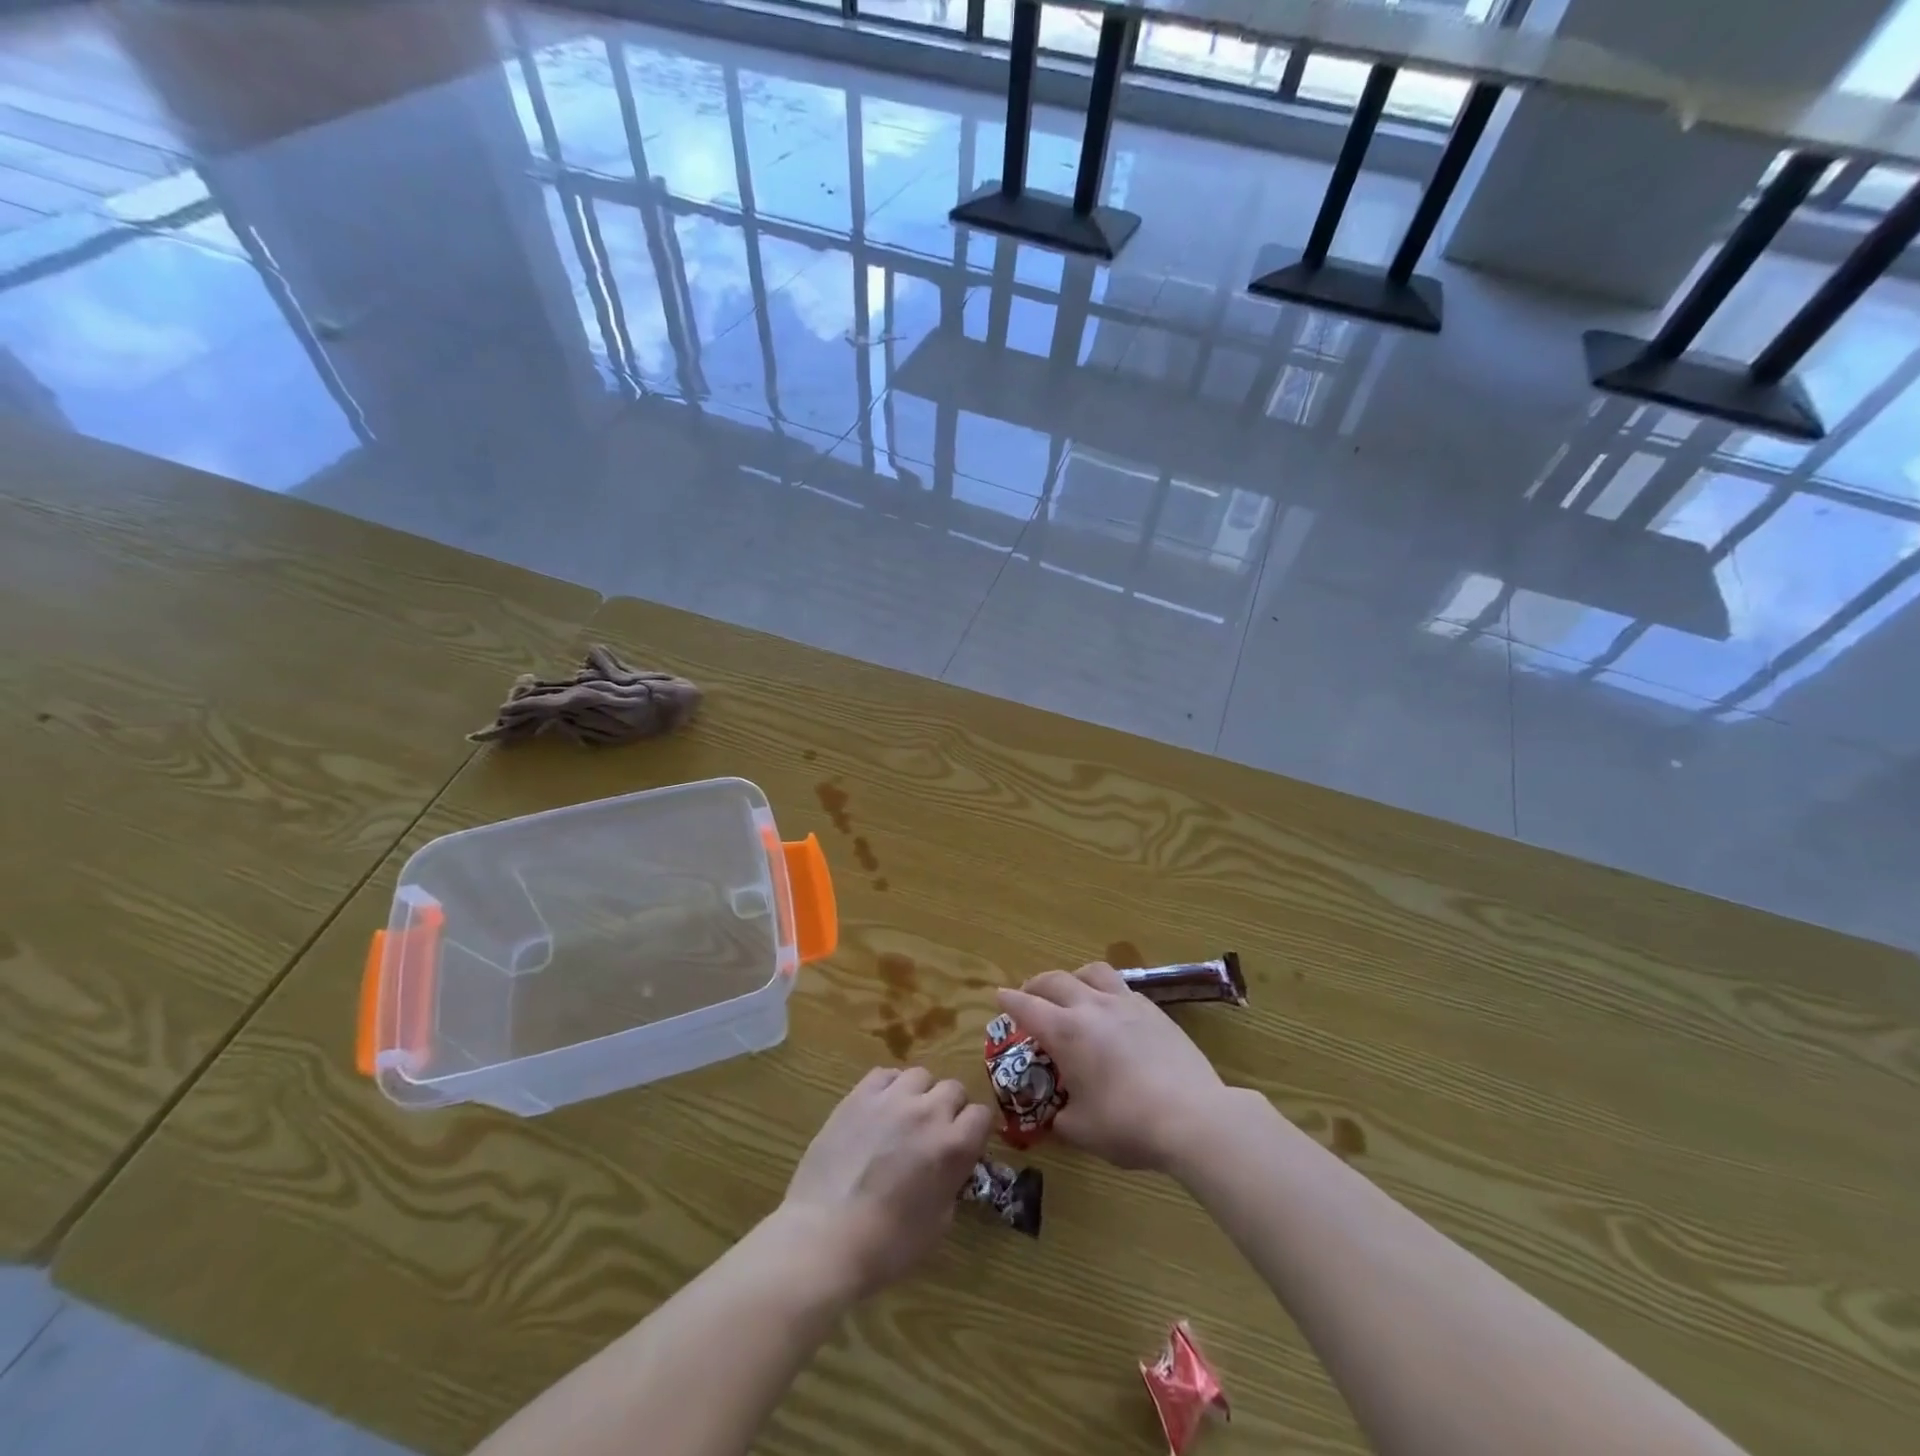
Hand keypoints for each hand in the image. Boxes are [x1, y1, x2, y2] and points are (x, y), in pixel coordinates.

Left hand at [777, 1066, 992, 1301]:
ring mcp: (892, 1099)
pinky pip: (885, 1074)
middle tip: (934, 1133)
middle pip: (953, 1088)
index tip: (965, 1144)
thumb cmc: (887, 1245)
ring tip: (905, 1117)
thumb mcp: (939, 1222)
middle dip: (950, 1109)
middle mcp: (928, 1112)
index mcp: (953, 1146)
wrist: (825, 1237)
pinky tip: (880, 1109)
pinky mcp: (859, 1095)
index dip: (975, 1130)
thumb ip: (951, 1182)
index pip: (982, 1115)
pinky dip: (889, 1087)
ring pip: (920, 1075)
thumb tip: (950, 1166)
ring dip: (920, 1094)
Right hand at [997, 963, 1228, 1171]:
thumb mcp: (1082, 1131)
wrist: (1192, 1116)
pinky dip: (1106, 992)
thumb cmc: (1128, 1124)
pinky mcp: (1153, 1010)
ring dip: (1074, 977)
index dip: (1009, 1001)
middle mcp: (1091, 1007)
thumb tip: (1058, 1113)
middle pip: (1055, 980)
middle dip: (1036, 985)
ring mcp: (1126, 1004)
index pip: (1027, 1007)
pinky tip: (1111, 1011)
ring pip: (1092, 972)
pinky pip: (1121, 987)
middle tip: (1029, 995)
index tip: (999, 996)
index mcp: (1066, 1032)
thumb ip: (1062, 1116)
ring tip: (1072, 990)